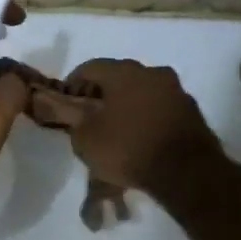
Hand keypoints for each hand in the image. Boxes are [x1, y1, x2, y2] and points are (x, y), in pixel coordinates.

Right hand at [31, 58, 222, 195]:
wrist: (186, 172)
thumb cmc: (127, 148)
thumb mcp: (85, 136)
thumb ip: (67, 114)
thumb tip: (49, 99)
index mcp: (123, 71)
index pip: (89, 67)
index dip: (73, 85)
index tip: (66, 105)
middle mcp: (152, 71)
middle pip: (117, 77)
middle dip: (101, 95)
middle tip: (90, 119)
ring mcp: (176, 90)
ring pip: (141, 92)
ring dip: (126, 105)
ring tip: (116, 131)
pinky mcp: (191, 110)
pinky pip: (159, 107)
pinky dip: (146, 117)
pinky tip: (140, 138)